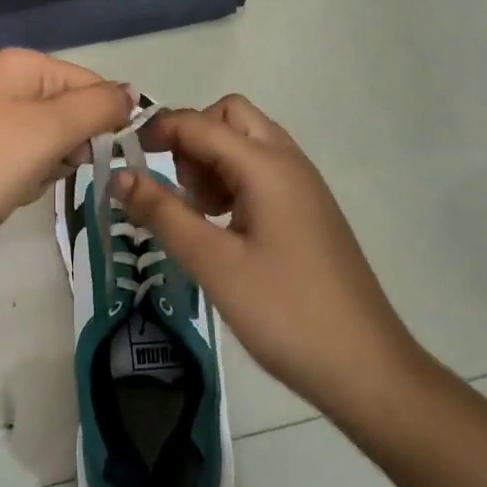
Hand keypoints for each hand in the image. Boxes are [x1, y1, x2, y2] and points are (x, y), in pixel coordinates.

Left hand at [0, 49, 133, 278]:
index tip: (104, 158)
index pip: (92, 84)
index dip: (104, 121)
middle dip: (70, 147)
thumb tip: (133, 91)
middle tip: (47, 169)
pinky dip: (23, 179)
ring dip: (47, 168)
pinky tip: (3, 195)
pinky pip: (22, 159)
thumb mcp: (46, 132)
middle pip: (70, 112)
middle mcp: (5, 82)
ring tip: (20, 184)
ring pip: (49, 141)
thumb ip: (97, 107)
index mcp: (23, 65)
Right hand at [116, 95, 429, 424]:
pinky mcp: (307, 211)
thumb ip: (163, 213)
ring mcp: (302, 187)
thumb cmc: (286, 313)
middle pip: (230, 117)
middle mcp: (288, 162)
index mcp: (268, 166)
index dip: (158, 130)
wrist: (367, 369)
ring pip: (246, 143)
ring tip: (198, 215)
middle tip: (176, 188)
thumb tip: (118, 175)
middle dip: (193, 138)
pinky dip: (232, 182)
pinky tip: (223, 229)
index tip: (123, 157)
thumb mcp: (214, 264)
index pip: (200, 123)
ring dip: (212, 161)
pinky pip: (260, 172)